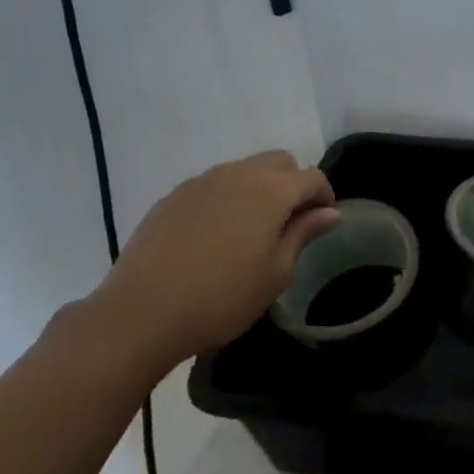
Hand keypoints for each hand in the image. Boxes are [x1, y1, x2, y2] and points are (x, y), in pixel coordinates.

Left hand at [83, 151, 337, 368]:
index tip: (321, 223)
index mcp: (271, 191)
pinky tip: (215, 237)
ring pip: (243, 170)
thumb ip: (303, 234)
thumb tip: (329, 212)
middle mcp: (238, 174)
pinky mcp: (173, 196)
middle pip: (279, 162)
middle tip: (289, 224)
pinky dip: (226, 199)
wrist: (143, 312)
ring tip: (251, 232)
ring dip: (258, 190)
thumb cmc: (223, 297)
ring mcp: (201, 182)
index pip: (312, 177)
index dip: (324, 196)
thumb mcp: (276, 273)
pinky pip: (213, 186)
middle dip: (292, 184)